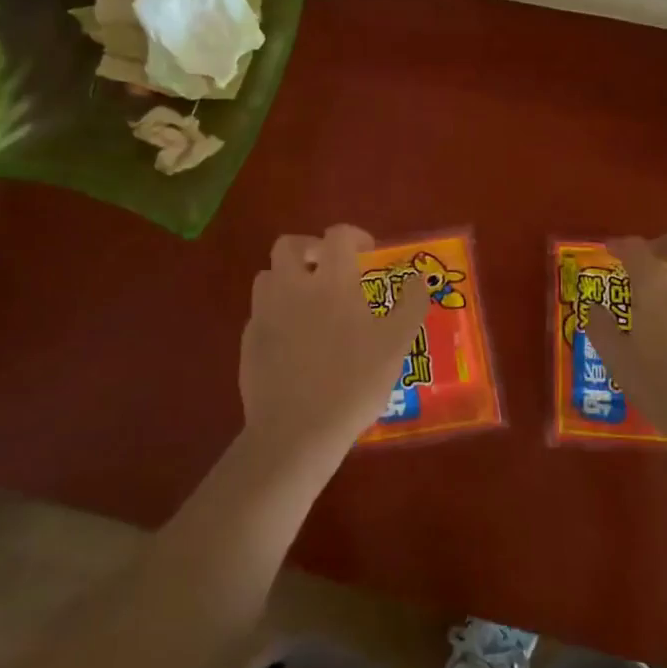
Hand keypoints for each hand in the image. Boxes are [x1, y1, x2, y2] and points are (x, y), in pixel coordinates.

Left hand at [239, 225, 428, 464]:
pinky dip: (276, 312)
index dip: (354, 236)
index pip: (338, 236)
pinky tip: (292, 338)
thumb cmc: (353, 383)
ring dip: (288, 278)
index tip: (367, 253)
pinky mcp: (249, 340)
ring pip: (268, 276)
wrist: (296, 431)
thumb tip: (417, 278)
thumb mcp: (396, 345)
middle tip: (328, 268)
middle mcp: (293, 287)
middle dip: (310, 248)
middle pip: (289, 245)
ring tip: (308, 301)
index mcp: (331, 282)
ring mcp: (265, 313)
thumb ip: (410, 305)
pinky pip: (260, 311)